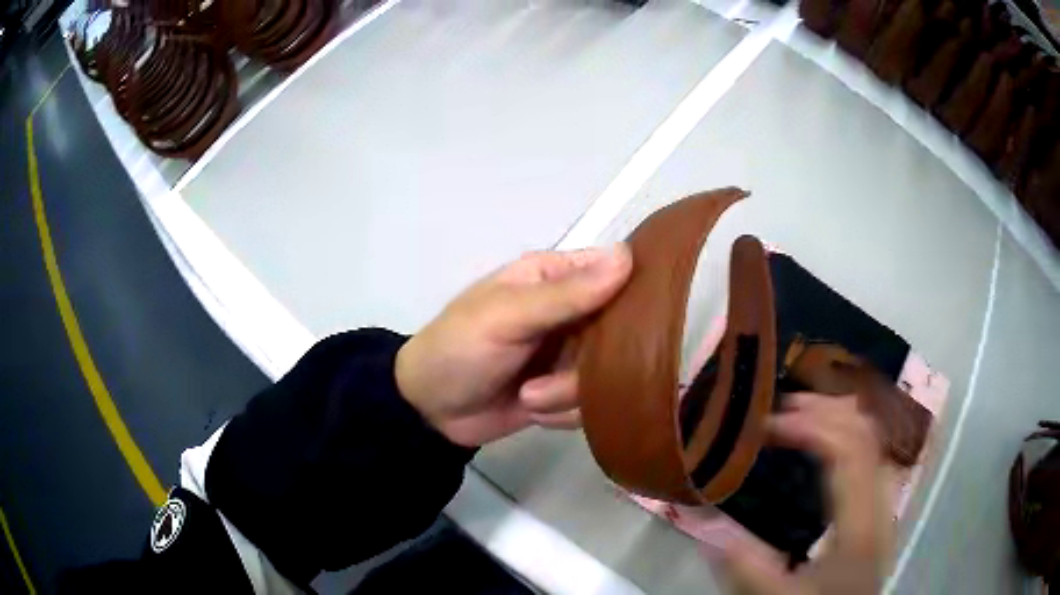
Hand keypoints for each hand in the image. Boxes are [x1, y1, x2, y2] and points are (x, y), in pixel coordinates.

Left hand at [395, 244, 632, 446]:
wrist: (430, 411)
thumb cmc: (460, 348)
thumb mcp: (507, 316)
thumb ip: (567, 294)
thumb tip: (627, 256)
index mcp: (555, 278)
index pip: (616, 270)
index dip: (634, 291)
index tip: (641, 320)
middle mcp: (572, 313)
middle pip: (620, 331)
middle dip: (589, 363)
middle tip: (557, 374)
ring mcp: (570, 355)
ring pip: (608, 374)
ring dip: (567, 393)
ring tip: (529, 395)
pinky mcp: (566, 393)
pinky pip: (590, 403)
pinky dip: (562, 412)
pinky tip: (532, 410)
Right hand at [719, 393, 892, 594]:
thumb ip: (745, 566)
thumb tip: (704, 524)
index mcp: (860, 522)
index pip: (847, 450)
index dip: (809, 425)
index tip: (767, 424)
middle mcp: (879, 501)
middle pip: (865, 432)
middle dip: (823, 409)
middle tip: (780, 408)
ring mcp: (882, 499)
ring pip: (871, 437)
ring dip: (836, 416)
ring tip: (798, 414)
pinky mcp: (877, 505)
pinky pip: (868, 452)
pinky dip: (845, 433)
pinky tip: (823, 441)